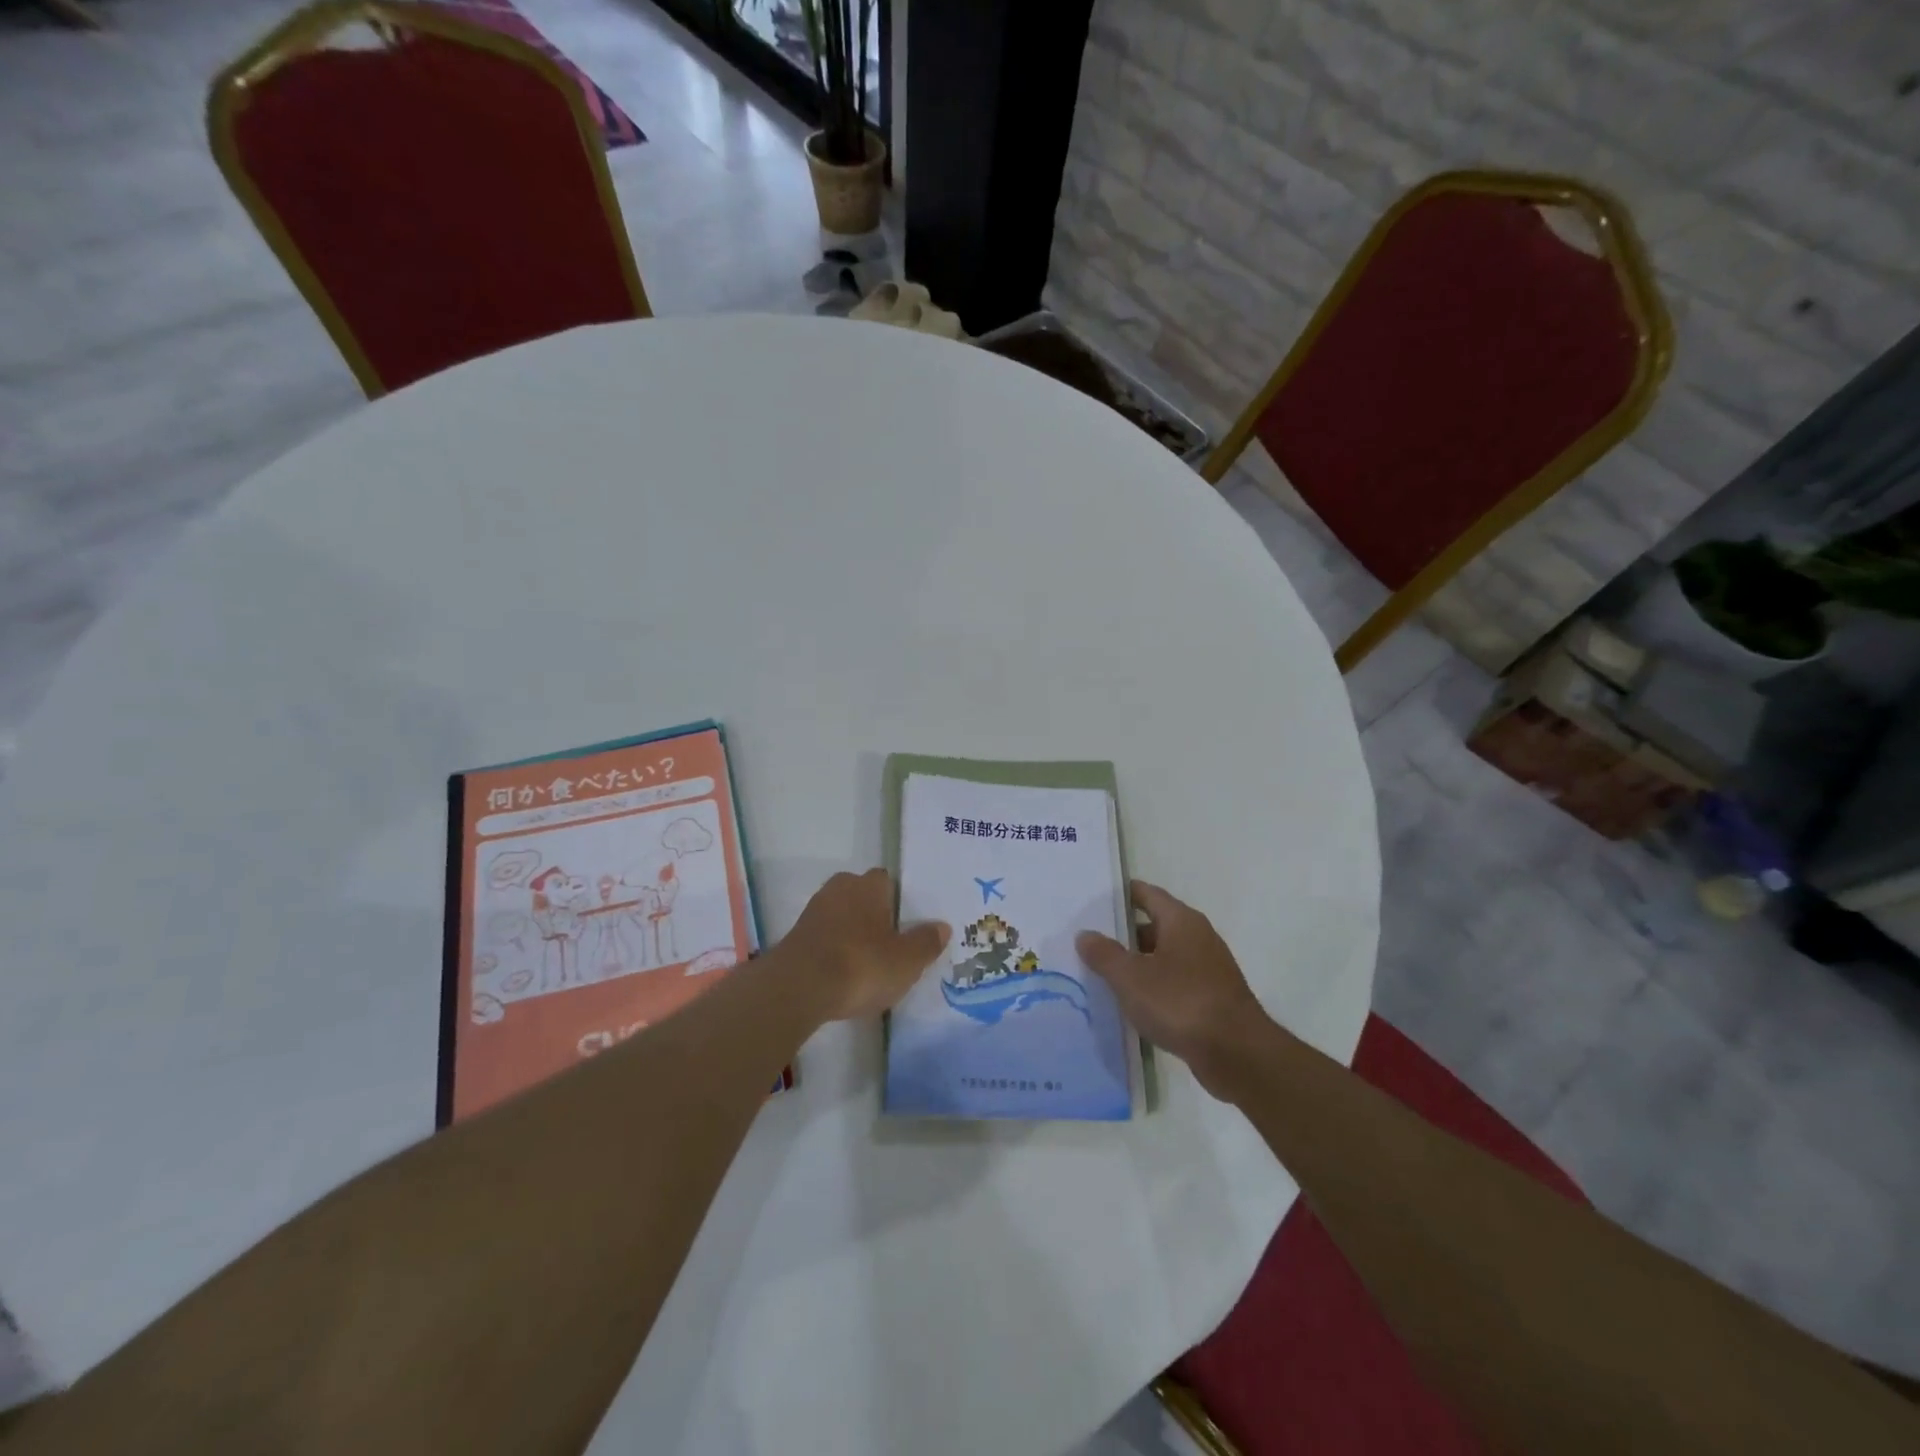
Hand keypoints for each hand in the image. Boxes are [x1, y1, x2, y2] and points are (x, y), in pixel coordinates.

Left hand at [780, 868, 950, 1021]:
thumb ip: (926, 942)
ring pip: (843, 917)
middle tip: (892, 945)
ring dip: (854, 935)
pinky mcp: (797, 937)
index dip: (899, 902)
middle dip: (875, 916)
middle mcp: (840, 888)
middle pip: (864, 897)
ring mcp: (814, 912)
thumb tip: (942, 926)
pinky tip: (844, 975)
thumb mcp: (907, 960)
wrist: (798, 989)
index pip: (888, 881)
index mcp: (869, 885)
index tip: (909, 926)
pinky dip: (835, 951)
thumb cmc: (861, 965)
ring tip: (869, 965)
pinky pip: (825, 938)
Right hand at [1077, 881, 1270, 1095]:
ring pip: (1165, 956)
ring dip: (1138, 963)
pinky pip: (1175, 983)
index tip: (1094, 900)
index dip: (1120, 895)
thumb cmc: (1180, 1002)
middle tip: (1091, 942)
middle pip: (1155, 925)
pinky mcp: (1212, 998)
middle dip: (1124, 934)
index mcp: (1181, 921)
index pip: (1146, 894)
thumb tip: (1085, 934)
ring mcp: (1208, 969)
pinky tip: (1133, 1004)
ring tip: (1105, 974)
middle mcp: (1198, 937)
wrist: (1237, 1054)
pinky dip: (1154, 987)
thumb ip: (1105, 954)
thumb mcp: (1131, 978)